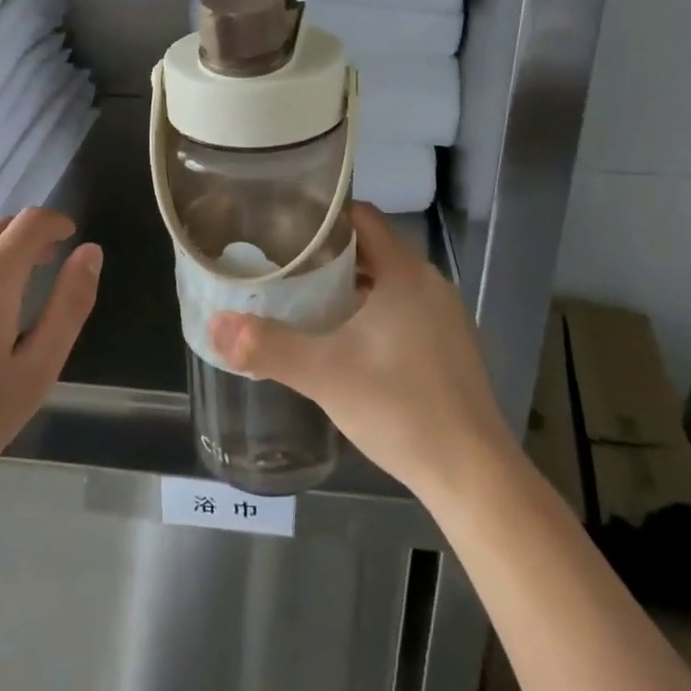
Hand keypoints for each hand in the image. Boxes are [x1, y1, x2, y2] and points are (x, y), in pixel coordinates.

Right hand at [208, 202, 515, 503]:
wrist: (473, 474)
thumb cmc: (399, 408)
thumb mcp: (324, 374)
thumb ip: (268, 346)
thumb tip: (216, 325)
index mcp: (404, 273)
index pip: (362, 217)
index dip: (324, 215)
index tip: (286, 225)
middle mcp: (429, 283)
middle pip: (374, 247)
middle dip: (330, 252)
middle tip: (286, 263)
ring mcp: (445, 315)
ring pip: (390, 280)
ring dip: (352, 283)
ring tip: (308, 297)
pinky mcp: (452, 346)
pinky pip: (406, 307)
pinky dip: (375, 309)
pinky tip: (349, 339)